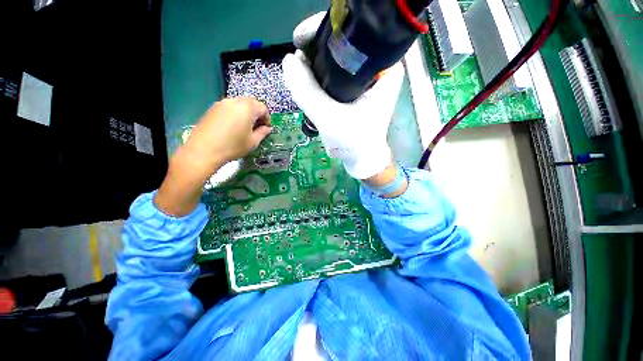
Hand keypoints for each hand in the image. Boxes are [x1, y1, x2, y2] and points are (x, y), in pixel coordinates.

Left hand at [155, 97, 271, 215]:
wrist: (203, 150)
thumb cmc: (233, 146)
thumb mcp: (253, 142)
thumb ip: (263, 133)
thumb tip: (267, 128)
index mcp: (248, 108)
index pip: (263, 108)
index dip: (267, 118)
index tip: (266, 129)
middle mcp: (235, 101)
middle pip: (251, 104)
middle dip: (257, 115)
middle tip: (257, 128)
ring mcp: (221, 103)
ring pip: (240, 105)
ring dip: (246, 114)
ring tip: (245, 128)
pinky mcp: (212, 108)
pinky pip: (229, 108)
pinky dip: (235, 115)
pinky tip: (233, 128)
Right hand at [282, 13, 403, 179]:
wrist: (361, 158)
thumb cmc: (353, 142)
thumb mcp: (329, 118)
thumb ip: (307, 91)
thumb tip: (287, 60)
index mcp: (384, 69)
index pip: (355, 34)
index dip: (325, 32)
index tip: (301, 40)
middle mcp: (379, 68)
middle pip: (345, 44)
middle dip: (318, 49)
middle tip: (299, 61)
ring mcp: (368, 78)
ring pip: (338, 59)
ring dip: (317, 63)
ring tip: (302, 74)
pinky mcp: (358, 89)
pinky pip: (337, 73)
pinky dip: (322, 75)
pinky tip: (310, 81)